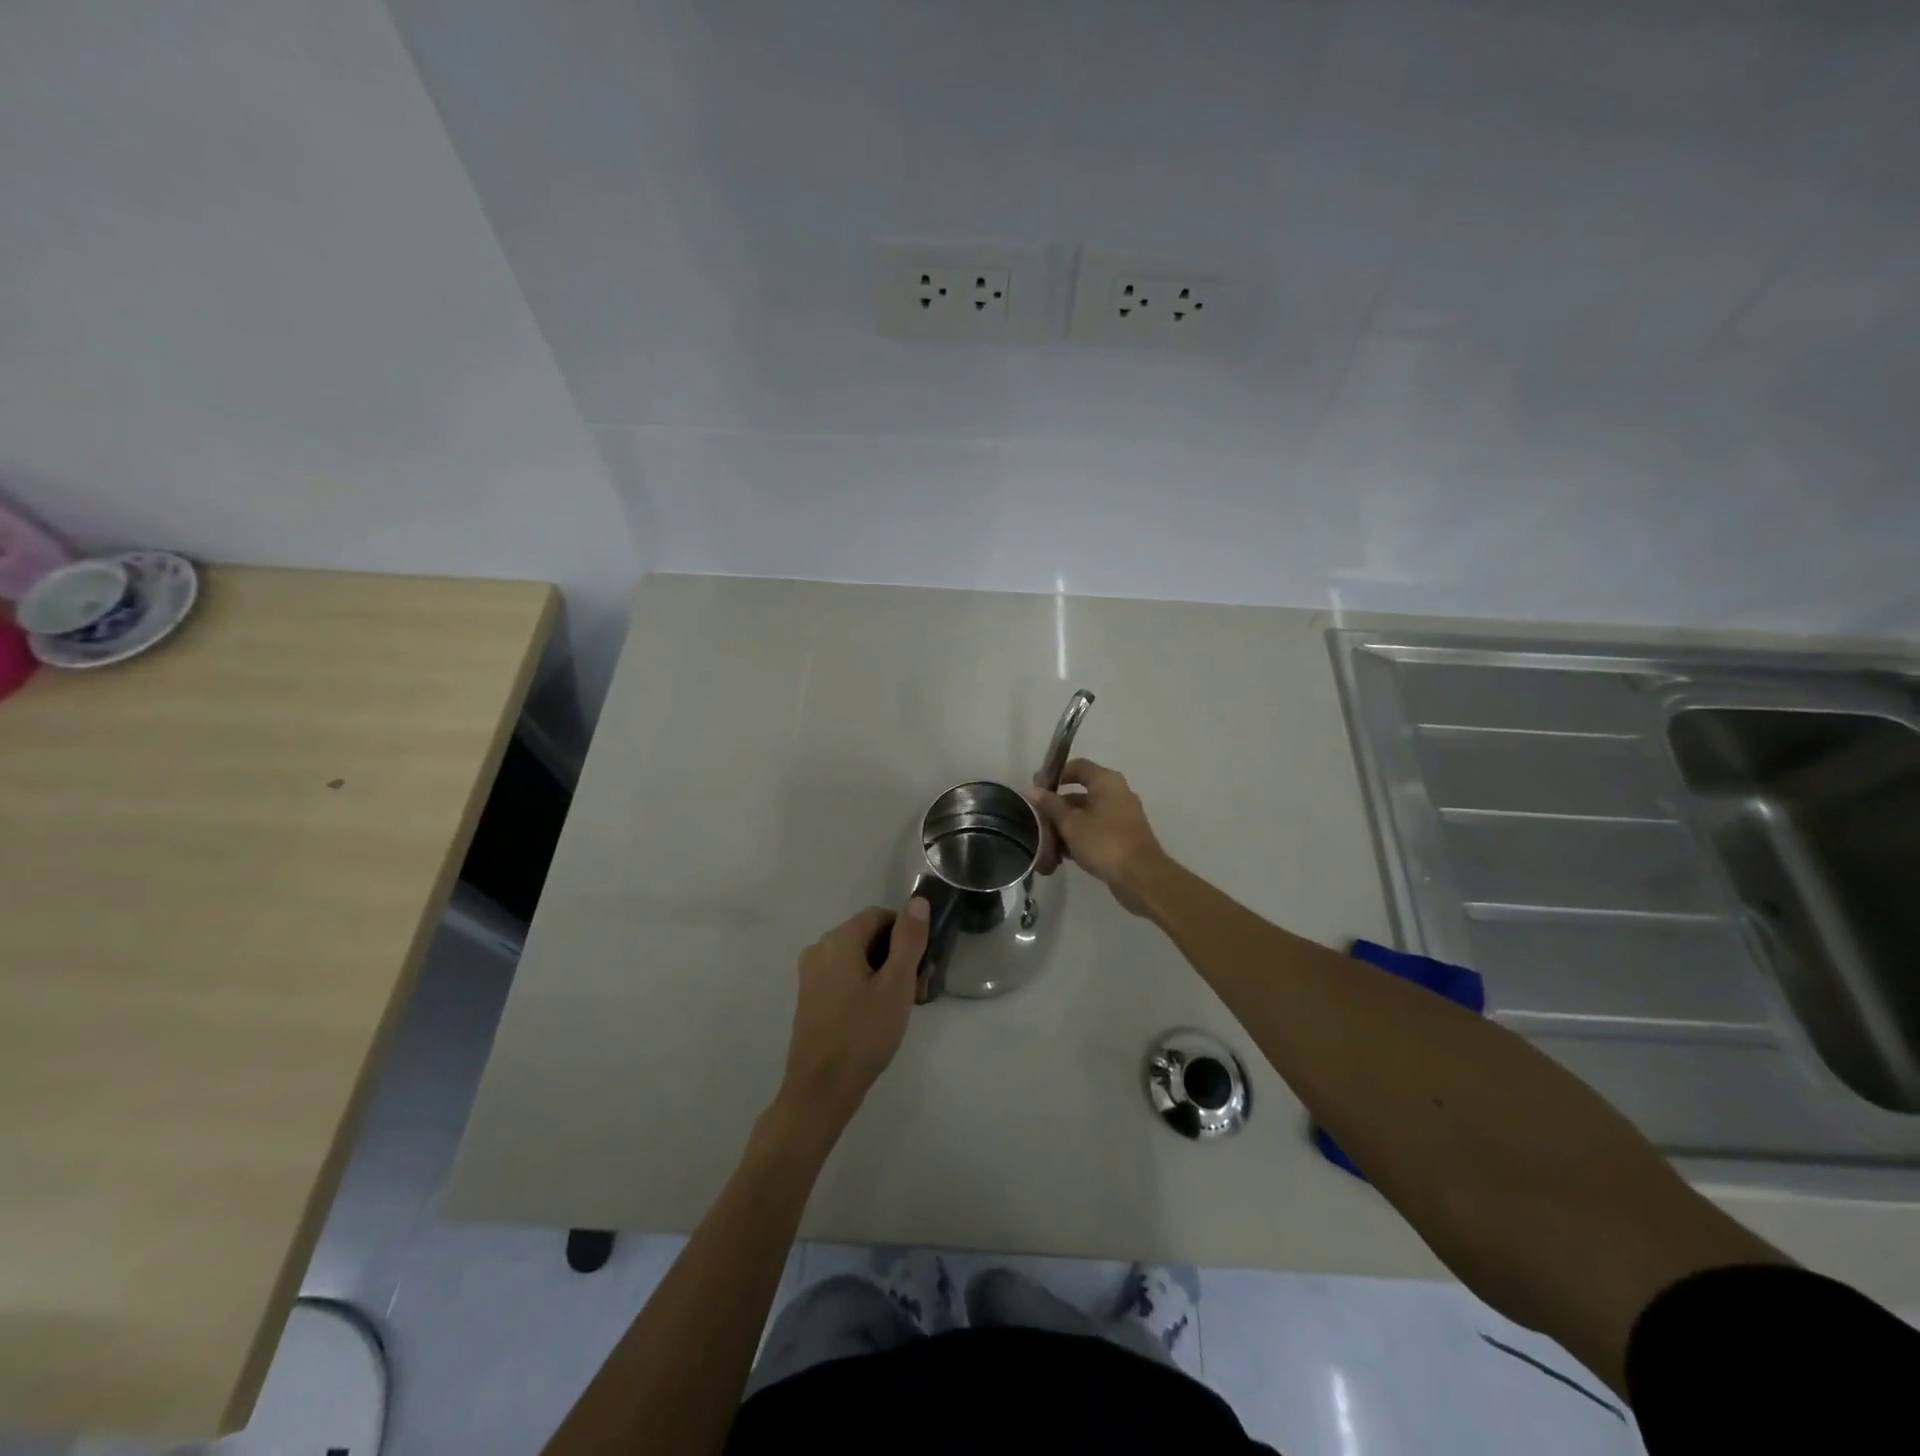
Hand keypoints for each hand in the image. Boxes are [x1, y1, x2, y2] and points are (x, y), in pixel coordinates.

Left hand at [772, 897, 929, 1143]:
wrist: (821, 1090)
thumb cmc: (863, 1033)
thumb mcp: (896, 984)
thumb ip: (909, 939)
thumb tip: (917, 901)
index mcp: (839, 940)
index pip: (880, 915)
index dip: (907, 933)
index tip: (923, 964)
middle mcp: (820, 949)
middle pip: (868, 936)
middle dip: (897, 955)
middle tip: (918, 989)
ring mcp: (811, 975)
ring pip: (857, 958)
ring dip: (883, 972)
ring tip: (902, 1006)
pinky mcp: (810, 997)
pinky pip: (843, 976)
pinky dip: (865, 985)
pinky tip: (878, 1015)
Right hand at [1029, 759, 1167, 916]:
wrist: (1140, 877)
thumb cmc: (1103, 842)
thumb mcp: (1070, 823)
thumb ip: (1050, 805)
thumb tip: (1030, 788)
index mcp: (1106, 781)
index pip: (1077, 767)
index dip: (1055, 776)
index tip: (1038, 792)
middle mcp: (1117, 793)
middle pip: (1080, 794)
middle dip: (1057, 810)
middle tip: (1038, 824)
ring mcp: (1122, 816)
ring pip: (1087, 815)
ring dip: (1066, 828)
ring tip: (1047, 846)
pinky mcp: (1124, 836)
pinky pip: (1096, 830)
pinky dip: (1080, 838)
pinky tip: (1063, 856)